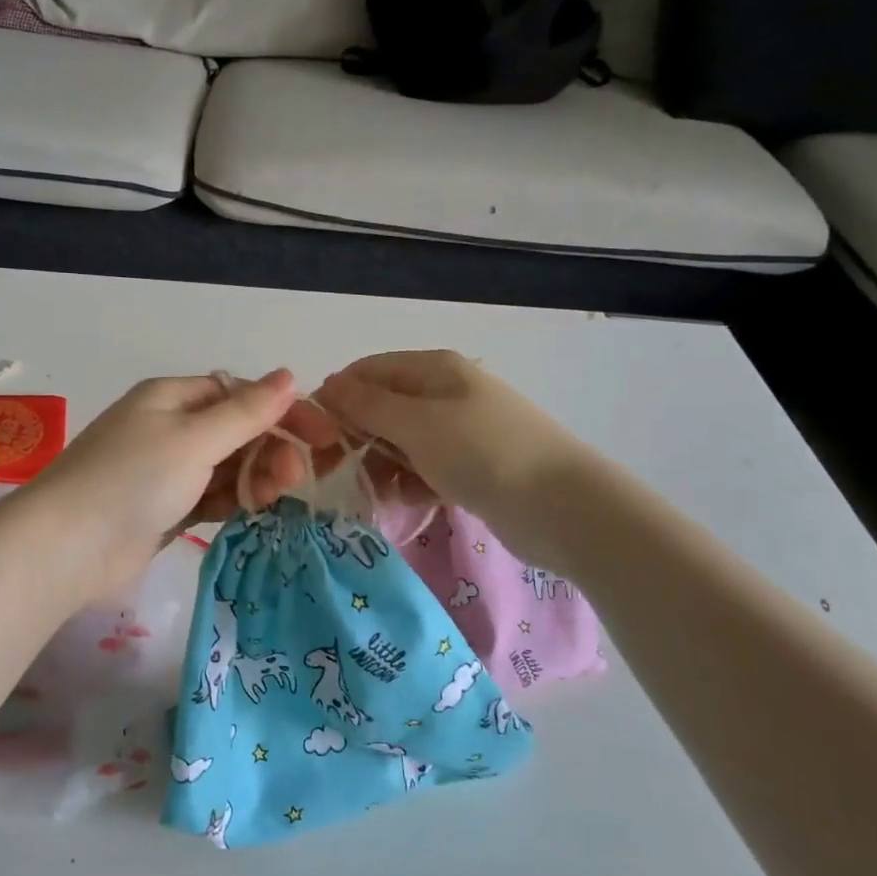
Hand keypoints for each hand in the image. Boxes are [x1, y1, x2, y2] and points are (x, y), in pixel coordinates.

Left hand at [29, 371, 327, 591]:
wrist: (67, 548)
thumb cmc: (132, 480)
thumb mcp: (194, 440)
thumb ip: (245, 412)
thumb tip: (289, 375)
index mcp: (172, 397)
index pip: (240, 393)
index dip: (283, 412)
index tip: (323, 438)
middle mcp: (169, 426)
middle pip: (236, 430)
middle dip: (270, 449)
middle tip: (294, 479)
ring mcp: (165, 469)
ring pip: (226, 465)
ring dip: (255, 477)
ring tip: (274, 497)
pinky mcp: (164, 507)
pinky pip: (211, 495)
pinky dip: (233, 500)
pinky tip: (252, 511)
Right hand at [315, 350, 582, 517]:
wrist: (563, 507)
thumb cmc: (483, 453)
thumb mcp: (416, 424)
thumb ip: (367, 404)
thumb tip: (327, 384)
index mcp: (434, 369)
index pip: (367, 371)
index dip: (337, 398)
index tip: (313, 437)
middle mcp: (446, 392)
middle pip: (383, 407)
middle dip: (358, 437)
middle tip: (336, 472)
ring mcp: (461, 430)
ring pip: (402, 441)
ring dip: (383, 465)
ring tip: (378, 493)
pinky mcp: (473, 465)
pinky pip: (426, 467)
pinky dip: (411, 482)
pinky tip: (408, 502)